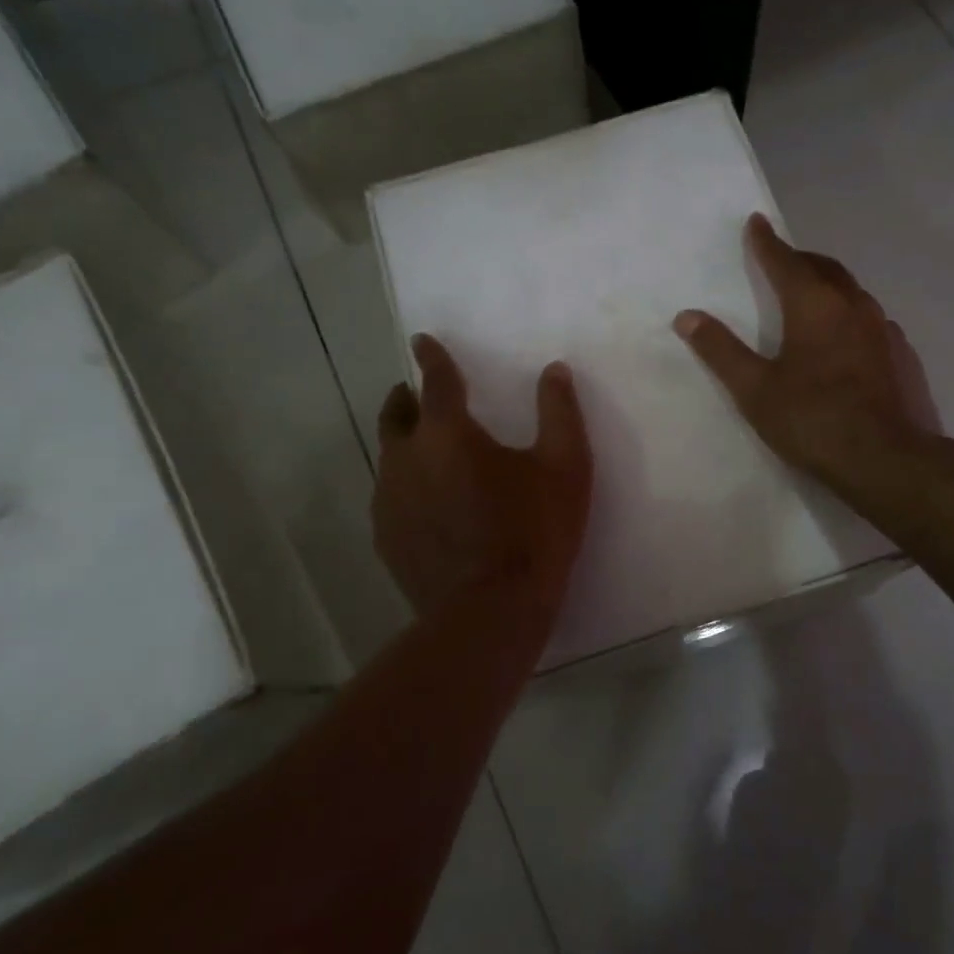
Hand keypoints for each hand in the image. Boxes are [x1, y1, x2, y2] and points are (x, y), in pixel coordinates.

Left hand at [373, 335, 592, 631]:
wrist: (491, 612)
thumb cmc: (533, 531)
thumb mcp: (566, 467)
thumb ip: (560, 412)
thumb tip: (555, 371)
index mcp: (447, 432)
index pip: (434, 379)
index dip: (431, 356)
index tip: (422, 340)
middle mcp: (406, 458)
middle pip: (395, 415)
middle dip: (406, 398)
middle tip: (420, 395)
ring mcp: (390, 501)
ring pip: (390, 458)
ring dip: (406, 444)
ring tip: (429, 452)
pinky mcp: (387, 538)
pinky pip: (391, 497)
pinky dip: (407, 486)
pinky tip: (428, 504)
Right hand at [674, 214, 939, 496]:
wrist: (884, 459)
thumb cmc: (812, 420)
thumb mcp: (755, 389)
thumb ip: (721, 350)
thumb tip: (687, 316)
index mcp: (814, 305)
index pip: (785, 260)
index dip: (766, 242)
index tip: (756, 222)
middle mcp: (853, 305)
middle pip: (824, 268)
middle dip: (800, 259)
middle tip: (782, 259)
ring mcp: (883, 329)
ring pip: (852, 292)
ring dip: (828, 285)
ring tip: (811, 295)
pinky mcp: (900, 355)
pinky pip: (871, 320)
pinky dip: (850, 315)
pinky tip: (846, 338)